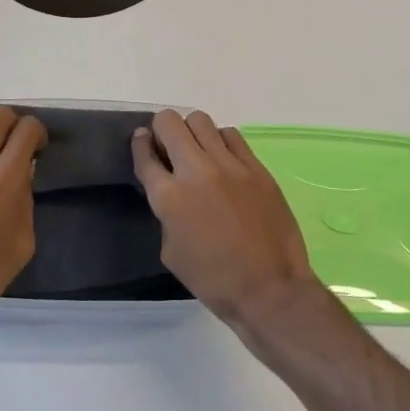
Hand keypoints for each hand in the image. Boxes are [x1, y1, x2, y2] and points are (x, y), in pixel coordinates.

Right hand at [130, 109, 323, 329]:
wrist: (269, 289)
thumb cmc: (214, 280)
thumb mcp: (171, 252)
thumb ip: (166, 214)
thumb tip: (172, 194)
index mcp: (169, 197)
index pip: (145, 155)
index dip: (139, 144)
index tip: (141, 140)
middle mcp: (196, 171)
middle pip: (170, 123)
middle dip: (162, 129)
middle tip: (167, 144)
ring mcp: (230, 166)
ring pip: (201, 121)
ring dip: (192, 131)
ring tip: (197, 149)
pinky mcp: (256, 168)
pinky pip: (232, 136)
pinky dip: (221, 141)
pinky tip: (223, 158)